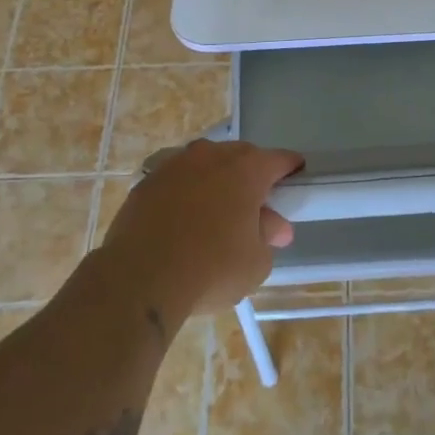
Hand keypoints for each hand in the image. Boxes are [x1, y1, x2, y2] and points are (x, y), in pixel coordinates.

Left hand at [98, 140, 303, 315]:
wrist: (138, 278)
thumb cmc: (211, 269)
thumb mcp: (256, 262)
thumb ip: (269, 236)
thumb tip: (275, 226)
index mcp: (247, 169)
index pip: (280, 160)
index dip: (291, 170)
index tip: (295, 182)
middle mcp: (212, 155)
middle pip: (241, 156)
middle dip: (251, 175)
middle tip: (255, 205)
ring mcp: (175, 164)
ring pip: (205, 164)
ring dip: (215, 181)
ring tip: (216, 212)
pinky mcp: (146, 182)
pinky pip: (177, 180)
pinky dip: (185, 193)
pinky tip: (183, 219)